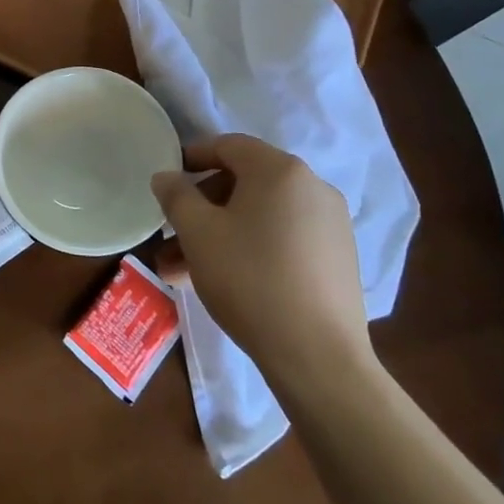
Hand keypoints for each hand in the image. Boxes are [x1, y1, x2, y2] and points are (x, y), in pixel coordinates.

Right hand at [152, 135, 373, 401]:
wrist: (319, 357)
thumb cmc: (250, 279)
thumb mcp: (198, 233)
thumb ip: (176, 195)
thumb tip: (166, 176)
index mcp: (279, 170)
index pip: (227, 146)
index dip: (191, 158)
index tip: (167, 183)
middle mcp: (311, 187)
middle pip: (243, 183)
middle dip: (201, 209)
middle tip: (170, 237)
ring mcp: (330, 224)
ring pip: (259, 217)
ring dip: (219, 235)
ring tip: (181, 272)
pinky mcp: (337, 259)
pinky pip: (282, 239)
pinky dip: (250, 249)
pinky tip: (223, 282)